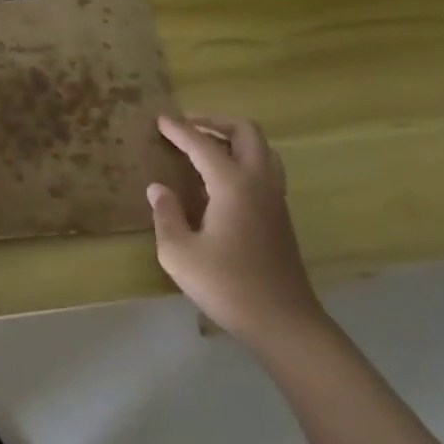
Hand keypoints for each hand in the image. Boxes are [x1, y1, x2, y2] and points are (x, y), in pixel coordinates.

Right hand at [148, 115, 327, 353]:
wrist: (285, 324)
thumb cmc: (229, 287)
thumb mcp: (180, 254)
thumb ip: (166, 215)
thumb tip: (158, 188)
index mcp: (233, 184)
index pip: (203, 144)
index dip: (179, 130)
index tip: (160, 119)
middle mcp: (258, 181)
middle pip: (245, 131)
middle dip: (215, 122)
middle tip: (188, 127)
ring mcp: (275, 197)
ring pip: (261, 148)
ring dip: (234, 138)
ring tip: (207, 146)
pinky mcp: (281, 215)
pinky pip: (265, 167)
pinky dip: (244, 157)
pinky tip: (223, 178)